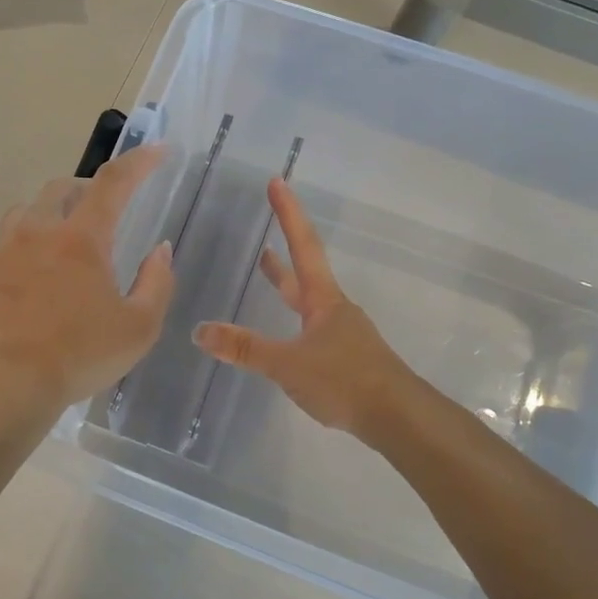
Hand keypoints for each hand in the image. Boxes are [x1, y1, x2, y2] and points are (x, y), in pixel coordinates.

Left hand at [0, 145, 174, 415]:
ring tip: (72, 235)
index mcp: (81, 239)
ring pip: (32, 208)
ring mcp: (7, 250)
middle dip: (91, 188)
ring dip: (57, 209)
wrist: (7, 384)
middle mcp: (40, 232)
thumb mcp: (139, 327)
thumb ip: (157, 282)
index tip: (158, 151)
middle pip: (64, 187)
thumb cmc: (80, 356)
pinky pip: (12, 237)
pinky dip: (34, 237)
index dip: (139, 161)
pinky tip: (43, 269)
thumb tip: (160, 250)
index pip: (113, 183)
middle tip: (110, 208)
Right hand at [193, 178, 413, 440]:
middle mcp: (333, 309)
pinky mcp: (345, 358)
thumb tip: (199, 331)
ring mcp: (342, 334)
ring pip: (307, 300)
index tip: (277, 181)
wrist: (397, 417)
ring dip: (286, 282)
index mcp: (322, 300)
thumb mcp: (287, 364)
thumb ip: (245, 348)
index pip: (303, 246)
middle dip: (285, 243)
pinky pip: (310, 328)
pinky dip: (291, 318)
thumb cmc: (344, 380)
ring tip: (267, 267)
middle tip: (267, 219)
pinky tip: (285, 335)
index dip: (288, 214)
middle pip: (305, 269)